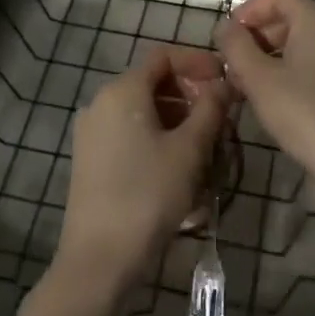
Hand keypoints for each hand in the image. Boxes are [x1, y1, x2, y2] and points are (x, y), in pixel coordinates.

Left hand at [56, 45, 230, 298]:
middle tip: (220, 118)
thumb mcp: (189, 150)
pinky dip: (157, 137)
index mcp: (122, 90)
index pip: (163, 56)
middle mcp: (101, 102)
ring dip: (177, 119)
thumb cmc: (148, 195)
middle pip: (152, 82)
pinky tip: (178, 166)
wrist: (99, 259)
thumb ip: (210, 109)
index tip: (224, 80)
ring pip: (142, 110)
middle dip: (190, 95)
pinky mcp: (90, 158)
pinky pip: (129, 132)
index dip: (197, 62)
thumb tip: (224, 83)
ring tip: (205, 146)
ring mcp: (91, 131)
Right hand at [216, 0, 314, 202]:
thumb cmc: (304, 113)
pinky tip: (274, 100)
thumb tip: (225, 27)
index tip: (228, 33)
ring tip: (247, 84)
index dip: (251, 9)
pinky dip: (291, 72)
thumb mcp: (259, 79)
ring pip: (303, 45)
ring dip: (271, 57)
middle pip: (292, 19)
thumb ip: (237, 47)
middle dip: (258, 36)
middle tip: (233, 62)